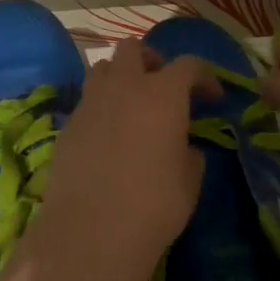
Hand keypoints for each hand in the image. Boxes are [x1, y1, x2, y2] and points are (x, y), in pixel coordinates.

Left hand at [38, 44, 218, 269]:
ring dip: (119, 77)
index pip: (188, 65)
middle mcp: (124, 86)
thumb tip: (183, 147)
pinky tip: (106, 137)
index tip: (212, 97)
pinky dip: (99, 108)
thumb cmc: (154, 204)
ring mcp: (90, 103)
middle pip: (133, 48)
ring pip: (102, 68)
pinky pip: (86, 102)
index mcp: (163, 93)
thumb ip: (189, 153)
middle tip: (161, 86)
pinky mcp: (67, 125)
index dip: (204, 76)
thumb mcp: (190, 180)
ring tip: (129, 104)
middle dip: (150, 60)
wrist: (91, 232)